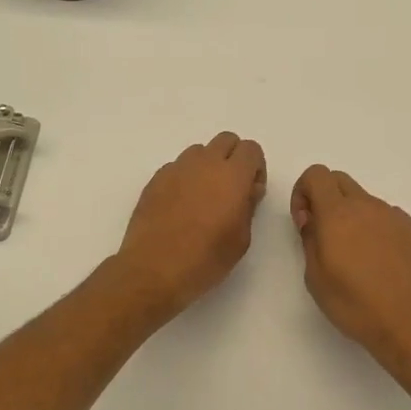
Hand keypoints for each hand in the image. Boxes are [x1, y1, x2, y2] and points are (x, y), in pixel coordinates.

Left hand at [112, 132, 267, 319]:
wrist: (154, 269)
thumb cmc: (205, 259)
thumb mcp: (241, 239)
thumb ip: (248, 206)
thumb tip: (246, 190)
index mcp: (232, 175)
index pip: (251, 149)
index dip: (256, 168)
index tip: (251, 192)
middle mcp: (204, 163)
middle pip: (226, 140)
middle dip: (233, 158)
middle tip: (231, 190)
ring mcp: (176, 169)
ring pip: (199, 151)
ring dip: (207, 166)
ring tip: (203, 197)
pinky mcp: (155, 179)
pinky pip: (177, 167)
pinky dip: (184, 178)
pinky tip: (180, 206)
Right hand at [291, 165, 410, 382]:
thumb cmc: (356, 305)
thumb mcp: (315, 278)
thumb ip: (310, 240)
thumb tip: (313, 221)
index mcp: (338, 213)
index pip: (316, 174)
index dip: (303, 192)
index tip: (305, 222)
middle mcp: (368, 206)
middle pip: (340, 180)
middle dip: (325, 198)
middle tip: (324, 235)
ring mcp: (395, 217)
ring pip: (365, 201)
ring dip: (352, 217)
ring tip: (356, 258)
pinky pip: (387, 219)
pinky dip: (376, 230)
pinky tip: (380, 265)